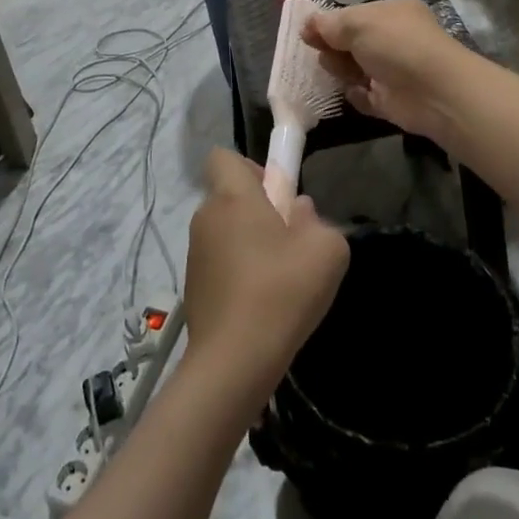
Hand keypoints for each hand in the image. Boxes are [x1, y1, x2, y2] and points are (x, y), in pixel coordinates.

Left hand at [182, 150, 348, 402]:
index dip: (250, 167)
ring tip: (278, 278)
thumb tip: (299, 213)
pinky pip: (219, 263)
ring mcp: (194, 254)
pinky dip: (237, 273)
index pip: (222, 157)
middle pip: (228, 196)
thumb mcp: (327, 250)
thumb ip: (318, 220)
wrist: (234, 361)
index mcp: (232, 197)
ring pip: (224, 231)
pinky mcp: (192, 287)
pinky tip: (261, 304)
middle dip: (256, 209)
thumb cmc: (282, 291)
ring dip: (248, 243)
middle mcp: (206, 217)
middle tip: (288, 240)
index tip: (276, 194)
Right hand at [303, 0, 477, 146]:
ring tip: (337, 71)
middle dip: (333, 47)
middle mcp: (394, 40)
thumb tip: (307, 25)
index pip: (355, 16)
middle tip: (320, 51)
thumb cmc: (395, 44)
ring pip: (355, 69)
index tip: (307, 33)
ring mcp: (394, 71)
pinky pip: (364, 96)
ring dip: (341, 70)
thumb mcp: (356, 23)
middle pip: (352, 43)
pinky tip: (353, 91)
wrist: (433, 91)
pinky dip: (356, 95)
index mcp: (392, 14)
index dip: (330, 23)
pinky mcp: (392, 100)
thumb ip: (328, 24)